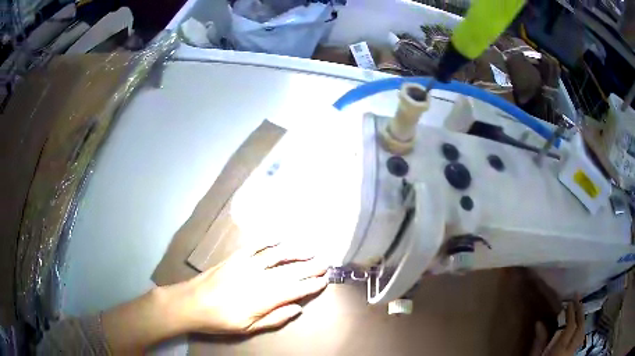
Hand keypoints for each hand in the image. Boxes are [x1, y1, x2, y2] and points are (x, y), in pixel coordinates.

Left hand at [173, 243, 328, 333]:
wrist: (192, 303)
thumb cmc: (221, 320)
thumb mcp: (249, 328)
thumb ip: (275, 318)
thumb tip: (297, 308)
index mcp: (264, 298)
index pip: (295, 289)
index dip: (311, 284)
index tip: (324, 280)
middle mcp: (259, 278)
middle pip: (290, 271)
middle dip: (309, 267)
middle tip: (325, 262)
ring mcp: (246, 264)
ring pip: (276, 255)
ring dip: (295, 252)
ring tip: (310, 250)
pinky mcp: (235, 257)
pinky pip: (255, 246)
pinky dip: (269, 241)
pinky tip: (279, 239)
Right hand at [530, 299, 584, 355]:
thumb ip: (540, 343)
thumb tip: (539, 322)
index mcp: (560, 350)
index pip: (570, 327)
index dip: (571, 313)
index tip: (569, 302)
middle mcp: (570, 349)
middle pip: (580, 327)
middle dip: (580, 310)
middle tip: (578, 297)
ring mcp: (573, 352)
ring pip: (583, 331)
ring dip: (582, 318)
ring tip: (580, 307)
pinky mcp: (573, 353)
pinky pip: (581, 337)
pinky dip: (581, 327)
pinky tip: (579, 323)